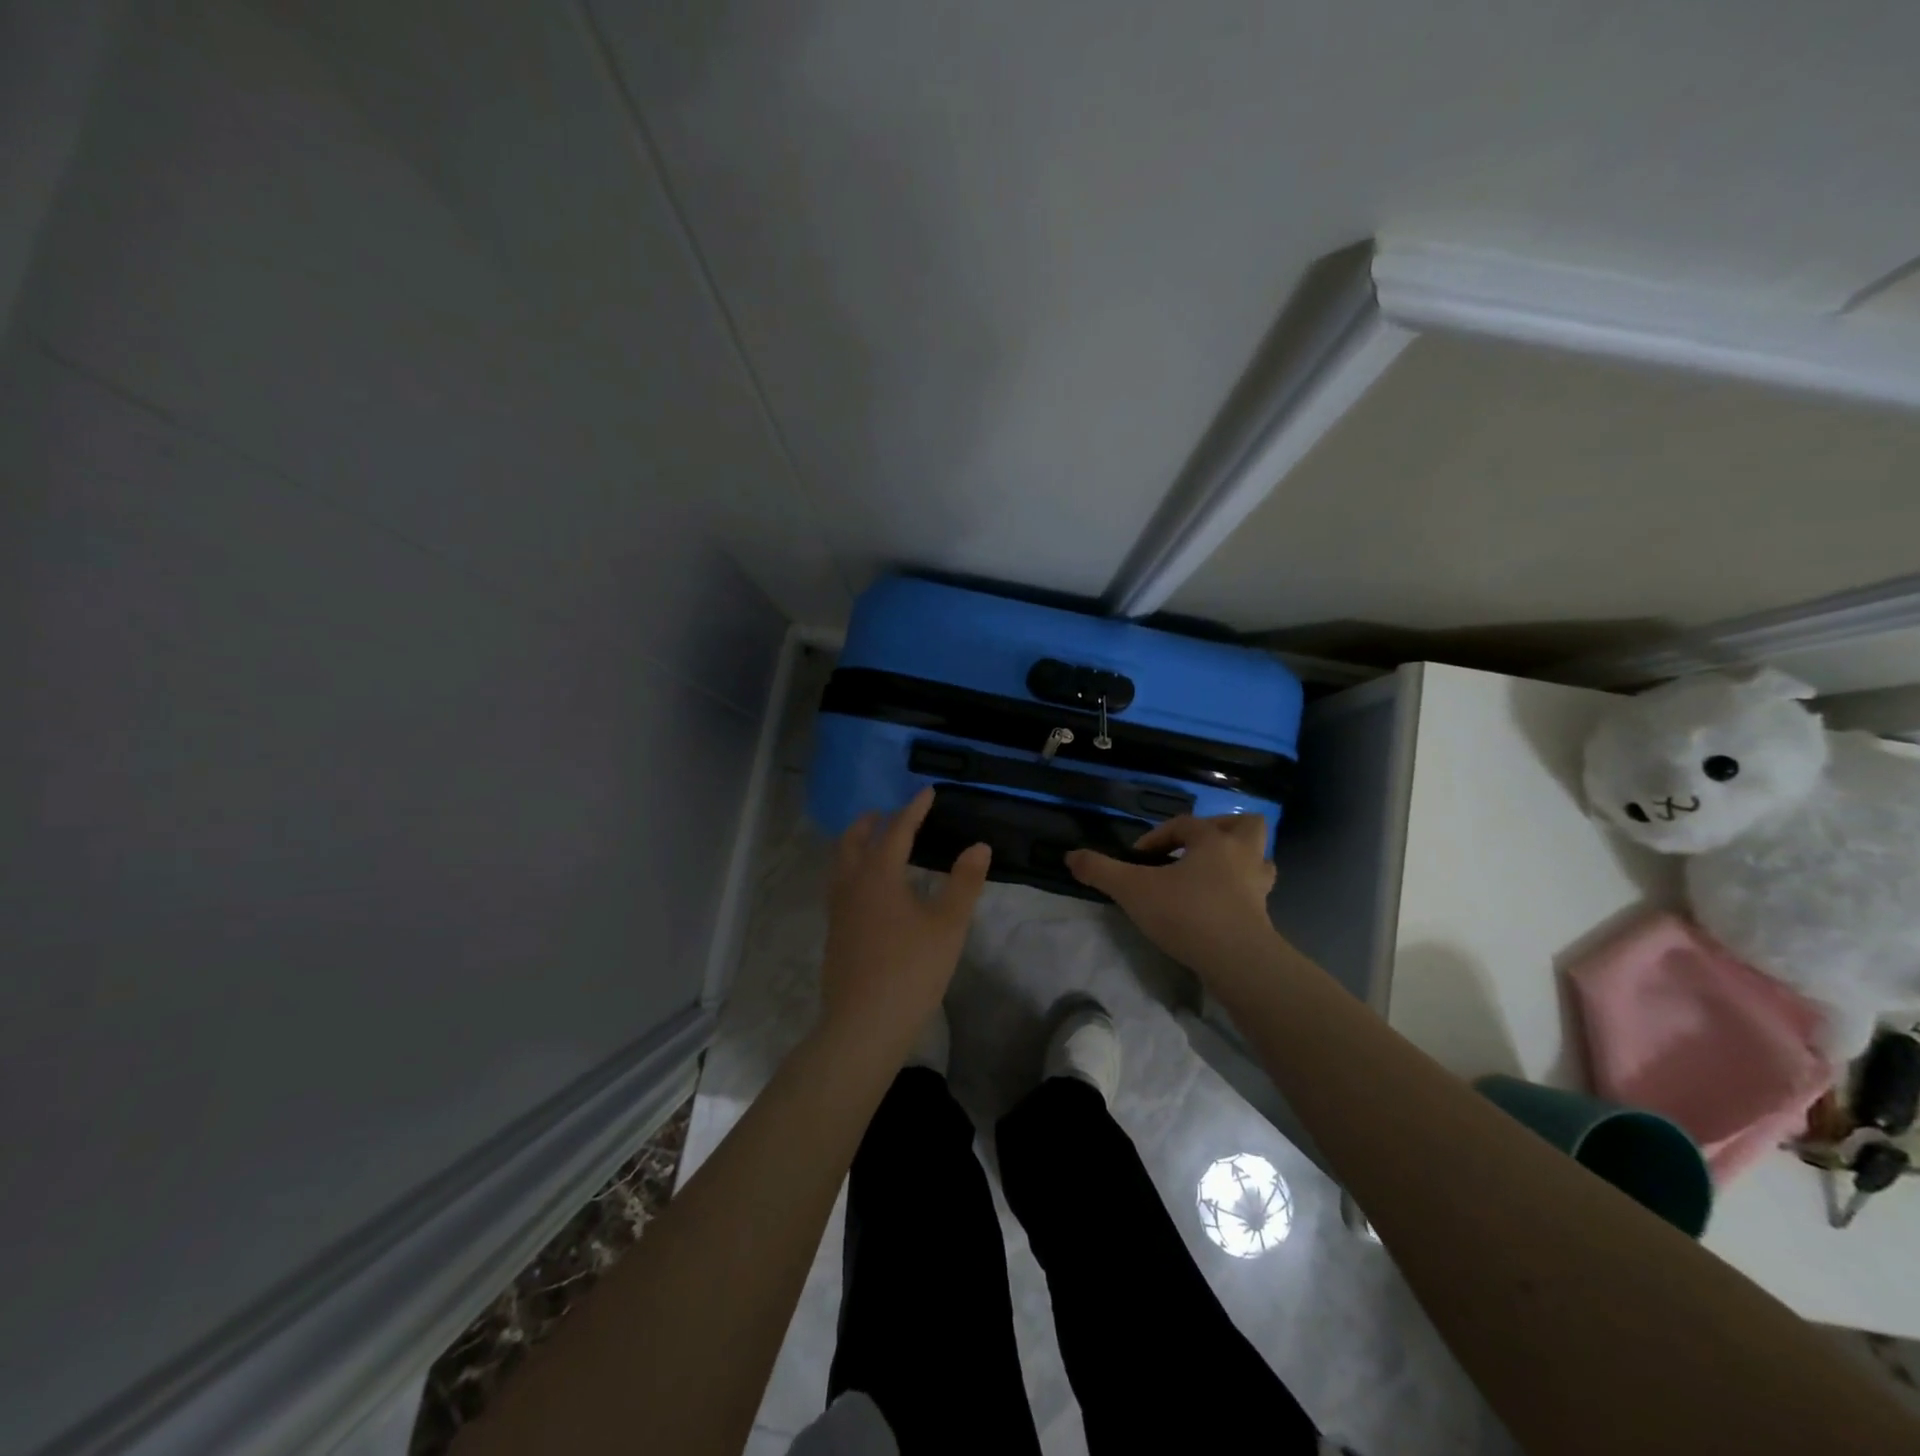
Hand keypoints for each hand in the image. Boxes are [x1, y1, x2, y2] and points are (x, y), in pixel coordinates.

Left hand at [821, 788, 990, 1044]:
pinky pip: (840, 886)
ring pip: (840, 863)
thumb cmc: (911, 970)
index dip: (914, 809)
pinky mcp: (834, 934)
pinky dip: (852, 870)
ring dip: (856, 845)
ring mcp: (837, 910)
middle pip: (854, 841)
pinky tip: (868, 891)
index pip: (897, 830)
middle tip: (888, 813)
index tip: (927, 792)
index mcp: (878, 874)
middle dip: (872, 822)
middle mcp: (851, 884)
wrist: (863, 1025)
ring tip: (873, 844)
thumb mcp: (948, 925)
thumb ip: (964, 883)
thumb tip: (978, 846)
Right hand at [1066, 813, 1275, 978]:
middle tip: (1194, 849)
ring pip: (1259, 860)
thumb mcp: (1133, 890)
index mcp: (1214, 841)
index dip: (1158, 835)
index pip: (1185, 824)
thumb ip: (1101, 871)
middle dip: (1221, 830)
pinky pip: (1255, 893)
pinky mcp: (1263, 917)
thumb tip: (1071, 856)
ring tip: (1210, 875)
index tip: (1138, 858)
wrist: (1238, 961)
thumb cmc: (1187, 913)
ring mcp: (1258, 887)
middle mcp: (1243, 856)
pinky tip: (1217, 906)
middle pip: (1246, 826)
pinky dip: (1239, 893)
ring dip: (1238, 861)